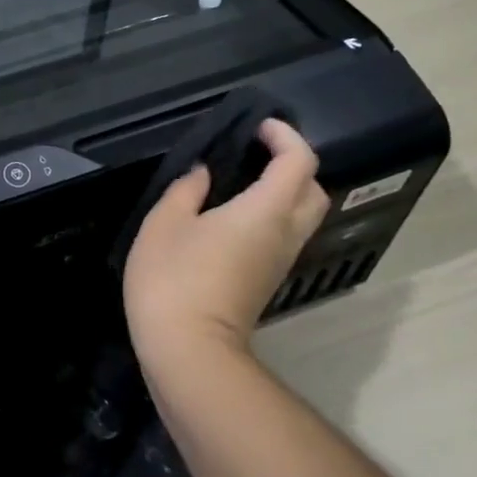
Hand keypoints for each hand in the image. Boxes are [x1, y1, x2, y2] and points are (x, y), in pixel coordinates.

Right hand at [123, 119, 328, 363]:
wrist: (188, 349)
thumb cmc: (173, 279)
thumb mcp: (164, 223)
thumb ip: (186, 190)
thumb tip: (204, 173)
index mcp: (265, 210)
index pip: (299, 161)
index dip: (284, 136)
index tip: (257, 127)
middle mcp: (284, 233)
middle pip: (312, 190)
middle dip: (292, 164)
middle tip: (255, 154)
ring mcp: (279, 261)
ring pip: (302, 216)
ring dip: (283, 192)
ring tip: (240, 181)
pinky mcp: (267, 281)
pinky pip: (283, 235)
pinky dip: (270, 215)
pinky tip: (231, 216)